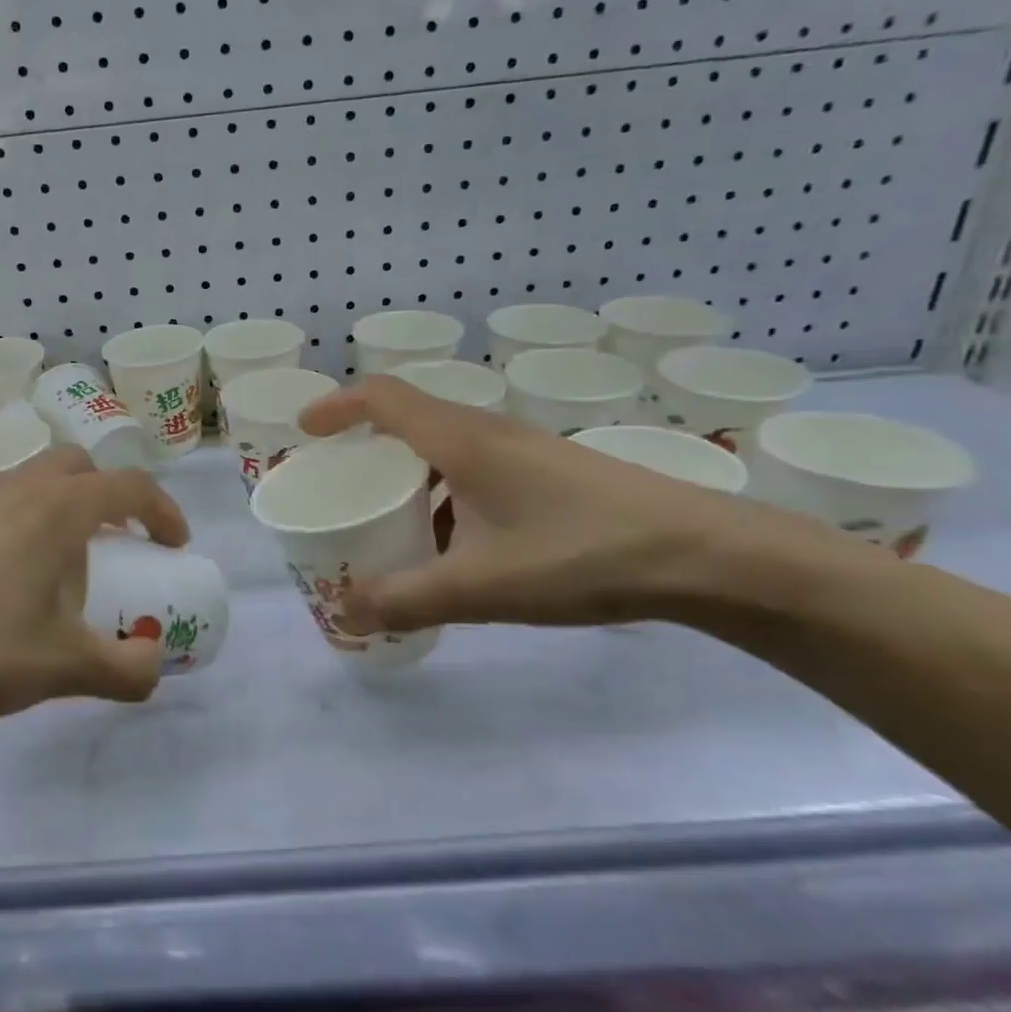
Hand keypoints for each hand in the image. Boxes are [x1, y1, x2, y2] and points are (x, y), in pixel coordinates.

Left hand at [0, 447, 188, 730]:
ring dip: (60, 508)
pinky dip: (18, 524)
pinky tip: (0, 582)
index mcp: (56, 510)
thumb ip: (125, 670)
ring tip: (56, 569)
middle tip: (116, 543)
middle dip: (108, 496)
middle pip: (77, 466)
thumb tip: (154, 668)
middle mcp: (14, 490)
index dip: (163, 510)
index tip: (174, 546)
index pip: (129, 486)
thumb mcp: (63, 669)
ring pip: (31, 481)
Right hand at [296, 377, 837, 631]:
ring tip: (390, 521)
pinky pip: (476, 471)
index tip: (304, 432)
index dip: (336, 407)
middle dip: (365, 446)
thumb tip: (346, 614)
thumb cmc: (580, 554)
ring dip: (409, 476)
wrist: (706, 556)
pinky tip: (455, 547)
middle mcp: (489, 432)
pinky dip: (446, 497)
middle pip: (410, 420)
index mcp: (461, 440)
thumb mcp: (479, 586)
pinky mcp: (551, 475)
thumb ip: (405, 599)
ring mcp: (525, 452)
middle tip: (339, 484)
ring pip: (446, 449)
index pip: (382, 397)